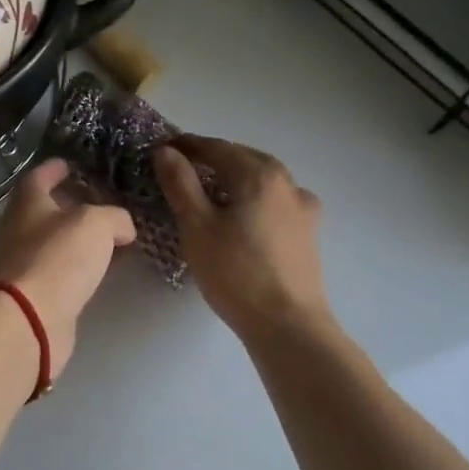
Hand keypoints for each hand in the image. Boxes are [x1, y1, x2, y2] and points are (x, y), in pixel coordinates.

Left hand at [0, 158, 134, 375]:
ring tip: (114, 234)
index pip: (39, 177)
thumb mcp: (95, 223)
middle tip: (103, 199)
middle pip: (47, 210)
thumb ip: (114, 217)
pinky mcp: (40, 293)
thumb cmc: (58, 257)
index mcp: (28, 203)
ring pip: (58, 242)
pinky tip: (106, 267)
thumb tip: (123, 227)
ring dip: (82, 237)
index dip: (54, 168)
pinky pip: (66, 270)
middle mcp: (23, 230)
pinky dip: (85, 265)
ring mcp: (28, 263)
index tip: (70, 163)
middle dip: (73, 203)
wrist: (30, 318)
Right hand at [153, 135, 332, 339]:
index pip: (216, 147)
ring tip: (209, 189)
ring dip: (234, 176)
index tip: (161, 149)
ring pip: (262, 178)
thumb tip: (165, 152)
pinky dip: (253, 195)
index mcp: (258, 174)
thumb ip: (180, 183)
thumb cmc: (235, 272)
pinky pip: (275, 199)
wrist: (287, 324)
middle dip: (211, 157)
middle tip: (180, 167)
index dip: (186, 145)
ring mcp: (302, 206)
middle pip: (242, 158)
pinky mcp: (308, 230)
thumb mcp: (196, 225)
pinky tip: (244, 212)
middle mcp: (286, 181)